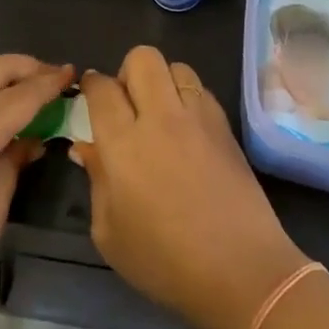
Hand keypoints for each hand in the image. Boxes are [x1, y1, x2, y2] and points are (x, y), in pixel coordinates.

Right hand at [75, 47, 308, 328]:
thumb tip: (87, 148)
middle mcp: (161, 118)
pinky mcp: (226, 128)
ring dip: (162, 81)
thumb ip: (97, 181)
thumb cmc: (164, 261)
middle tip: (126, 103)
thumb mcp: (110, 233)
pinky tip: (186, 130)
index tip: (89, 95)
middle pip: (143, 58)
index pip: (101, 88)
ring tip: (159, 113)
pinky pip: (202, 91)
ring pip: (177, 67)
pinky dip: (188, 98)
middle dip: (127, 71)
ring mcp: (199, 119)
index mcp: (123, 143)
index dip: (91, 85)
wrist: (241, 270)